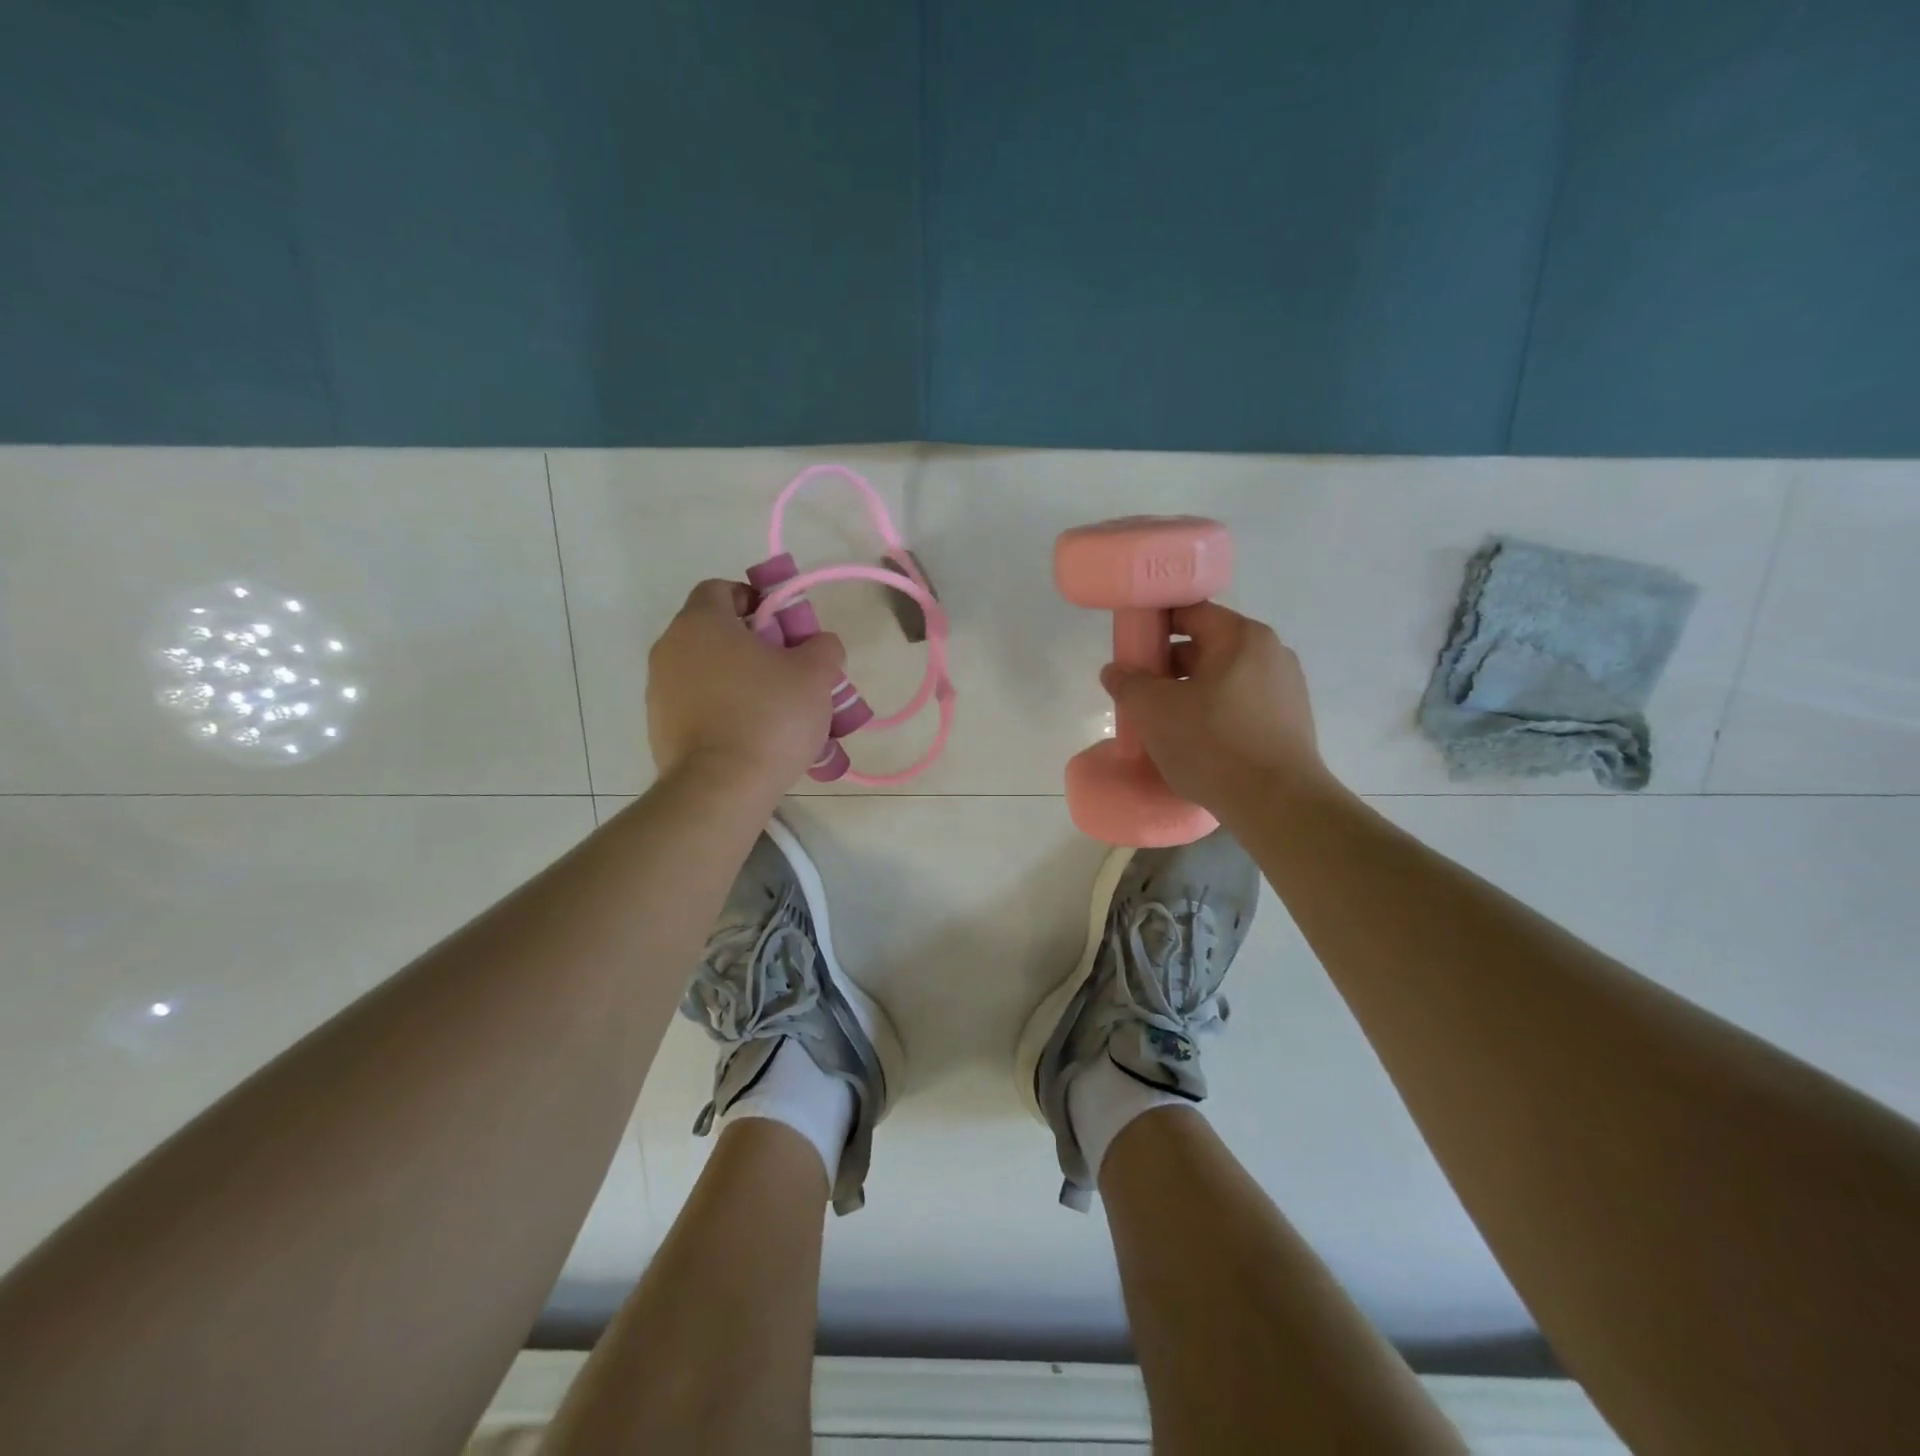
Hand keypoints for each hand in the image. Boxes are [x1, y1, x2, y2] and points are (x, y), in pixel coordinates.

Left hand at [647, 580, 845, 797]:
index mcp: (702, 623)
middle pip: (715, 633)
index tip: (784, 629)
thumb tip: (820, 645)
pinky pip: (699, 707)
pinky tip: (754, 738)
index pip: (722, 589)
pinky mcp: (660, 728)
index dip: (756, 600)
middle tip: (790, 672)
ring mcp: (659, 691)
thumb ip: (823, 646)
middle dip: (754, 646)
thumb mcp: (816, 675)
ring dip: (740, 682)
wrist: (721, 787)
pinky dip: (724, 713)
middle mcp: (670, 648)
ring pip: (708, 672)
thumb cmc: (769, 716)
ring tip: (777, 712)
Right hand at [1100, 602, 1336, 813]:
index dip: (1154, 625)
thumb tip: (1115, 671)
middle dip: (1168, 666)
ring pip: (1222, 679)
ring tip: (1162, 721)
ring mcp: (1285, 689)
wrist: (1277, 805)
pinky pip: (1240, 705)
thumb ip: (1128, 683)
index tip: (1130, 648)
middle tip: (1139, 691)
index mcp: (1242, 637)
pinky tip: (1195, 741)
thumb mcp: (1155, 711)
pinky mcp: (1289, 723)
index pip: (1190, 612)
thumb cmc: (1213, 744)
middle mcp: (1270, 653)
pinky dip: (1213, 713)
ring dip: (1189, 692)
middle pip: (1207, 646)